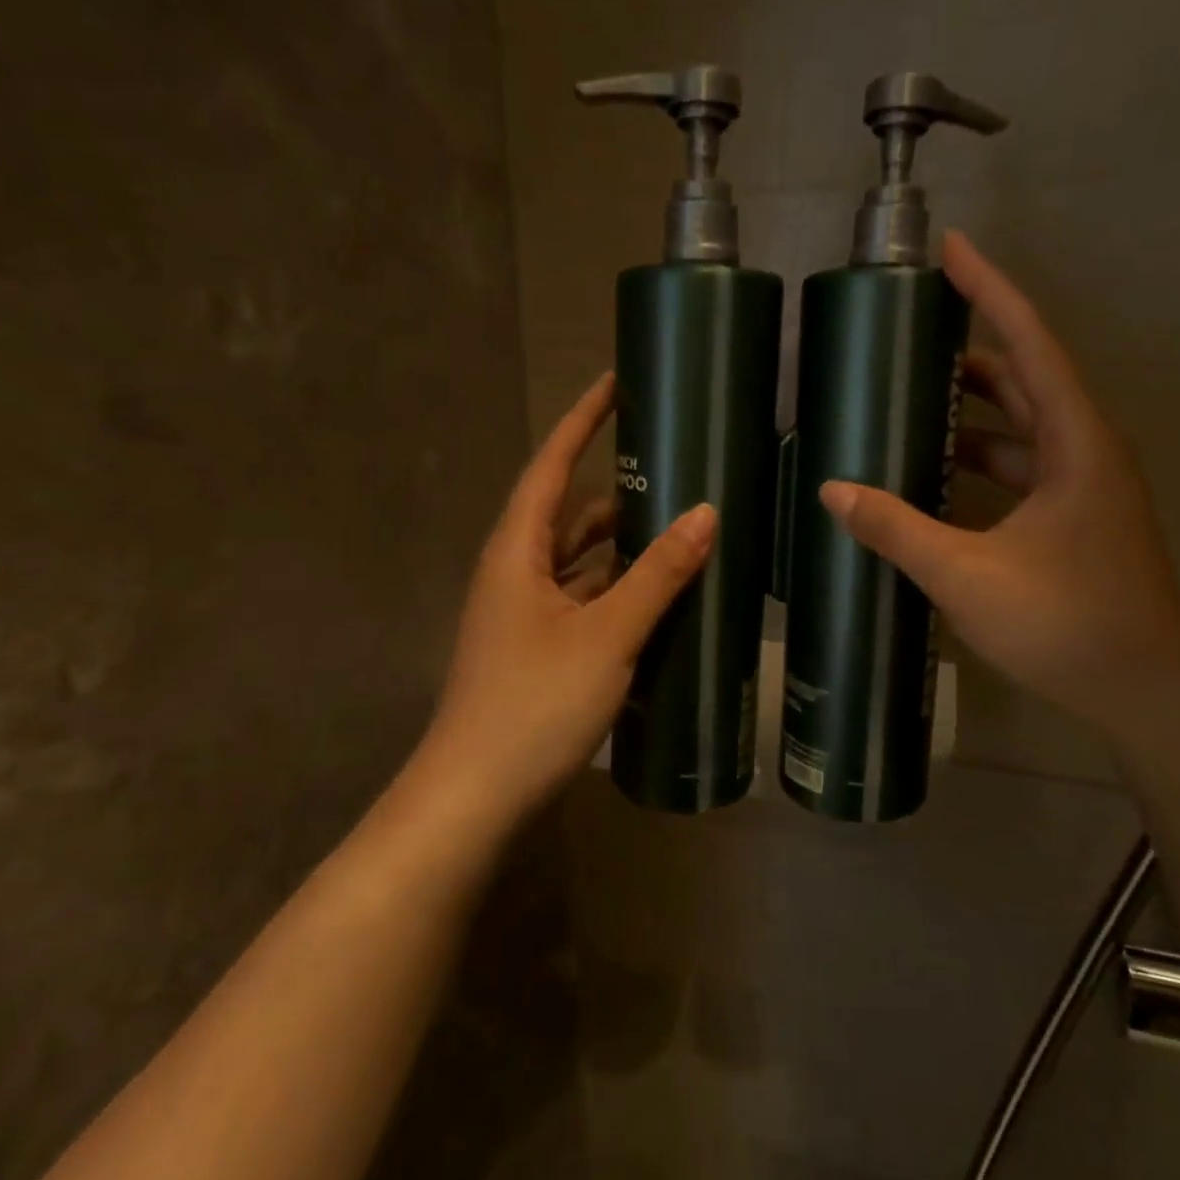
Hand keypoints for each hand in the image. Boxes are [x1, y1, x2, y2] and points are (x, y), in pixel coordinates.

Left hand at [419, 372, 715, 814]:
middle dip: (618, 490)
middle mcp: (516, 573)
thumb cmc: (534, 704)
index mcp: (516, 552)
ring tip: (681, 530)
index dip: (582, 422)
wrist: (476, 795)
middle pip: (569, 514)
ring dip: (622, 547)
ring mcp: (525, 615)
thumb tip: (704, 513)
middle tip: (676, 470)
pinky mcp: (539, 650)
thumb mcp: (606, 634)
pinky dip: (617, 591)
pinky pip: (583, 601)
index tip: (616, 384)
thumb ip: (656, 575)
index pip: (551, 467)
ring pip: (579, 563)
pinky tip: (658, 598)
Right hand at [819, 231, 1179, 734]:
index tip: (951, 249)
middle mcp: (1085, 453)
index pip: (1029, 345)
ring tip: (913, 397)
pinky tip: (936, 472)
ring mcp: (1082, 489)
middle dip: (972, 348)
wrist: (1143, 691)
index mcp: (1076, 444)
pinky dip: (979, 459)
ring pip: (1023, 427)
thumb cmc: (1065, 623)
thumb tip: (832, 490)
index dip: (989, 292)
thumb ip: (897, 528)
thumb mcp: (966, 574)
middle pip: (1026, 378)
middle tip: (912, 332)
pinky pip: (1020, 468)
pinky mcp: (1073, 521)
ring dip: (974, 409)